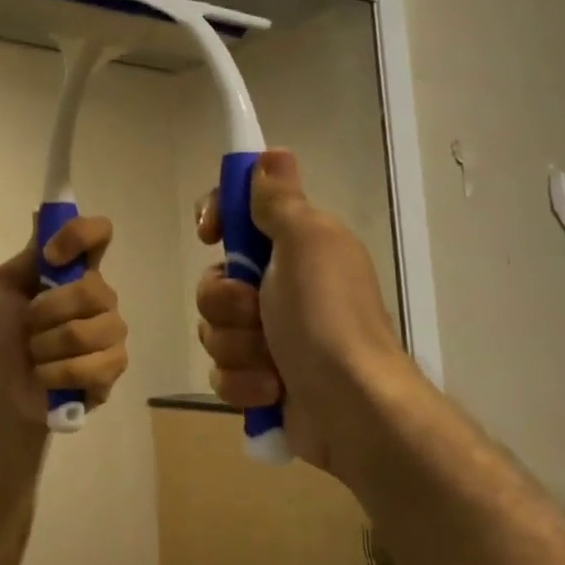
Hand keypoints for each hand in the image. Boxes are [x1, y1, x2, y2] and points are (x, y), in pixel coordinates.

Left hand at [0, 215, 129, 428]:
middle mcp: (101, 297)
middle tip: (28, 327)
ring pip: (85, 331)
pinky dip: (56, 373)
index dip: (79, 236)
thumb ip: (29, 256)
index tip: (51, 256)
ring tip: (35, 355)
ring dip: (45, 346)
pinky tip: (46, 377)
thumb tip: (42, 213)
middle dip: (46, 311)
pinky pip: (91, 366)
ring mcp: (112, 334)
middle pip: (91, 289)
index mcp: (76, 271)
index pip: (99, 234)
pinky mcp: (113, 370)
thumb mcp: (5, 289)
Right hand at [196, 149, 418, 482]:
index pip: (240, 216)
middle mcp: (282, 288)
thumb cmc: (327, 318)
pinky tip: (271, 391)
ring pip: (214, 329)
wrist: (353, 410)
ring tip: (271, 364)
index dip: (218, 219)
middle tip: (256, 313)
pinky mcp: (261, 381)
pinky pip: (222, 372)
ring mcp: (270, 337)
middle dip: (226, 302)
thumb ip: (280, 201)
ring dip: (236, 347)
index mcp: (297, 249)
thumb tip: (272, 154)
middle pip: (215, 280)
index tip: (211, 234)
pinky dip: (243, 383)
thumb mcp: (307, 244)